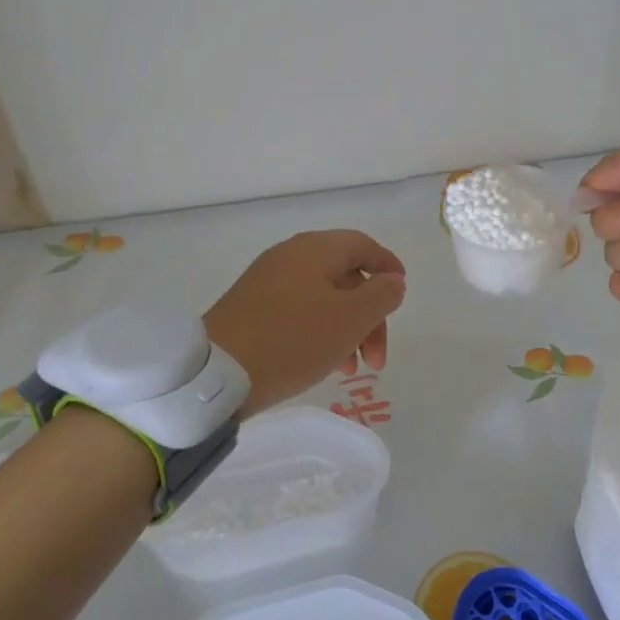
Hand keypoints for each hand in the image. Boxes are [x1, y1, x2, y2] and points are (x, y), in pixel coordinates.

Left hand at [203, 230, 406, 416]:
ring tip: (351, 370)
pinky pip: (299, 312)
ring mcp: (267, 282)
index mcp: (316, 249)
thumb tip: (392, 281)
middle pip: (345, 277)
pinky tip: (323, 364)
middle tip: (377, 359)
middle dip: (370, 316)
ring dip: (347, 330)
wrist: (217, 373)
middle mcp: (290, 256)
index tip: (402, 293)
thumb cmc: (294, 339)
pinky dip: (320, 333)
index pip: (363, 245)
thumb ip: (381, 295)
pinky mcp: (251, 309)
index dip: (388, 266)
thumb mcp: (351, 319)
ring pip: (323, 299)